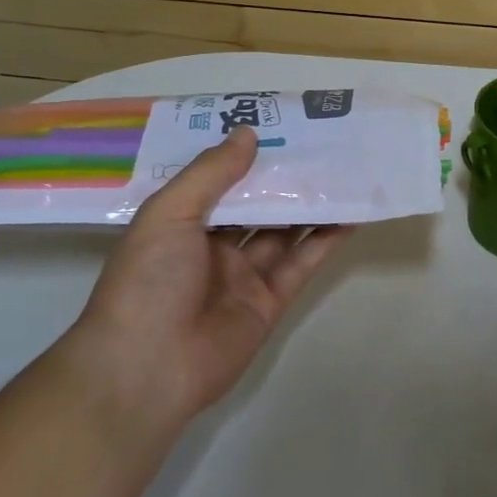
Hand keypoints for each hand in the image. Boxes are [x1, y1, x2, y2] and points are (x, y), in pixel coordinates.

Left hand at [67, 126, 347, 430]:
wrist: (147, 369)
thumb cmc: (148, 281)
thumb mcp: (168, 214)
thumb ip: (210, 174)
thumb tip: (247, 133)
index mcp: (180, 225)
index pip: (218, 182)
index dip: (246, 156)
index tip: (277, 126)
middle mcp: (213, 248)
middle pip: (257, 205)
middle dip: (284, 178)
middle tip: (321, 142)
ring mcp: (243, 276)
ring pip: (284, 232)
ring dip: (311, 205)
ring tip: (344, 171)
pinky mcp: (270, 302)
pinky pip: (301, 264)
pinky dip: (325, 241)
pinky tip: (349, 214)